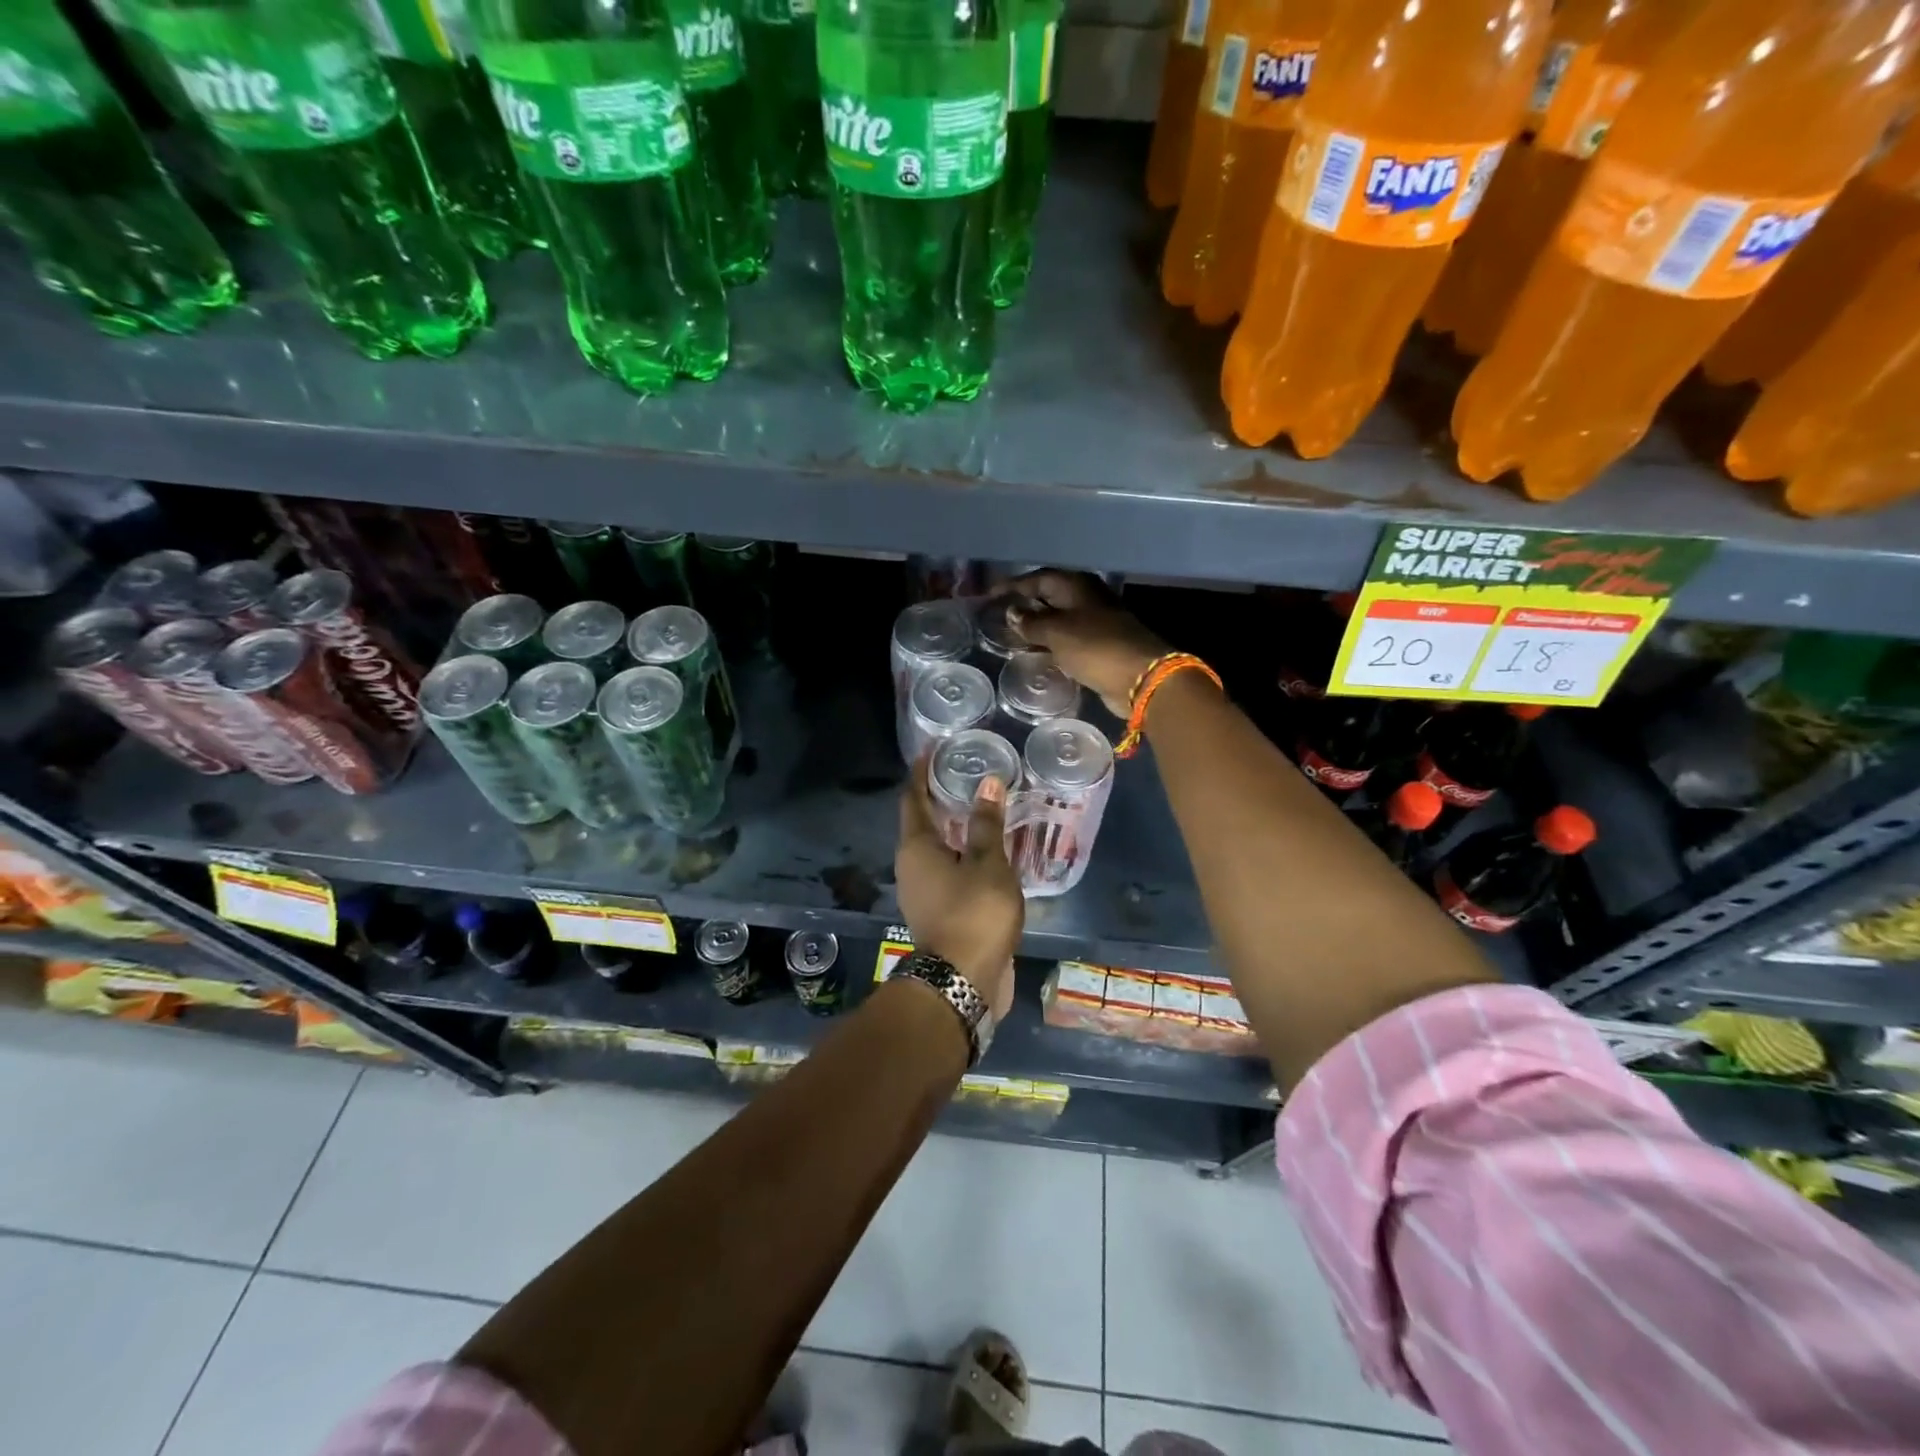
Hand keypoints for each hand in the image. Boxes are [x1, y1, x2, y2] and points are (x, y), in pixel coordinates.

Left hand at [894, 754, 1022, 1019]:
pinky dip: (965, 854)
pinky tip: (990, 851)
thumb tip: (988, 784)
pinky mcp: (939, 911)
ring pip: (938, 849)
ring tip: (983, 808)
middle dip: (941, 798)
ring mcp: (923, 891)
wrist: (963, 981)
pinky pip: (950, 871)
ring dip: (956, 828)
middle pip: (922, 822)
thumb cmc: (974, 913)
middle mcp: (911, 866)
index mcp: (916, 847)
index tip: (932, 749)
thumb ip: (987, 824)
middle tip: (966, 774)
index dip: (921, 771)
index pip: (912, 797)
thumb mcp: (988, 864)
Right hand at [1006, 571, 1166, 715]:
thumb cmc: (1095, 647)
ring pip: (1059, 619)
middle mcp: (1086, 598)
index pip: (1037, 579)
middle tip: (998, 616)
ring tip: (1012, 637)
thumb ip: (1031, 622)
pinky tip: (1037, 653)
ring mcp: (1096, 621)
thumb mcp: (1056, 632)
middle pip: (1049, 596)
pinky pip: (1068, 638)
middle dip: (1025, 605)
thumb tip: (1012, 612)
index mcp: (1076, 586)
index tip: (989, 595)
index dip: (1012, 586)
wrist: (1140, 677)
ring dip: (1037, 627)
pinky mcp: (1101, 645)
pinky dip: (1051, 643)